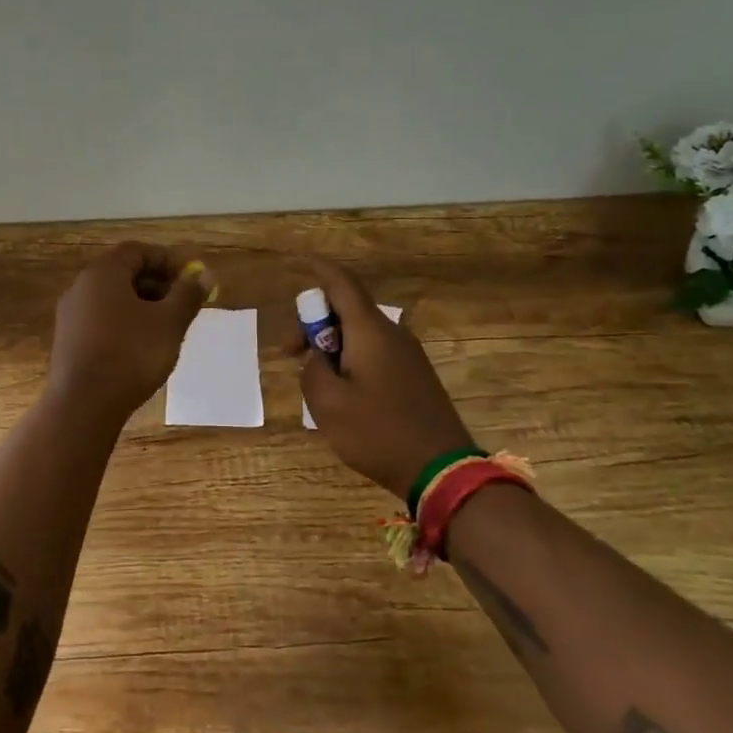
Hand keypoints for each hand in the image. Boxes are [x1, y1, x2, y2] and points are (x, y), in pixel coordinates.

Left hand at [47, 242, 212, 422]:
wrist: (84, 404)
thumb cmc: (131, 354)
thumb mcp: (170, 323)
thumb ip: (188, 295)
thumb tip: (205, 274)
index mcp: (104, 273)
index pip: (137, 251)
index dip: (167, 260)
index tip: (190, 278)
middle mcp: (81, 286)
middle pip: (123, 273)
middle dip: (156, 284)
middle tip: (182, 304)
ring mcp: (70, 314)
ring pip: (112, 298)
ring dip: (141, 305)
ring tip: (166, 328)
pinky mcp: (67, 341)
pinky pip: (100, 319)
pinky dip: (124, 323)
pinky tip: (141, 347)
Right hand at [297, 259, 472, 499]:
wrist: (442, 471)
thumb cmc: (378, 433)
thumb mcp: (328, 404)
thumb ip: (312, 371)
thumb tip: (318, 359)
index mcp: (370, 332)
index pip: (341, 283)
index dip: (318, 269)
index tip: (298, 261)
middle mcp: (392, 333)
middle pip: (347, 309)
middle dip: (314, 323)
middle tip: (290, 353)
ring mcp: (407, 354)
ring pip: (360, 333)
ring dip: (331, 345)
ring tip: (314, 380)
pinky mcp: (414, 375)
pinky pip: (374, 352)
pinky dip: (350, 358)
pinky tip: (341, 392)